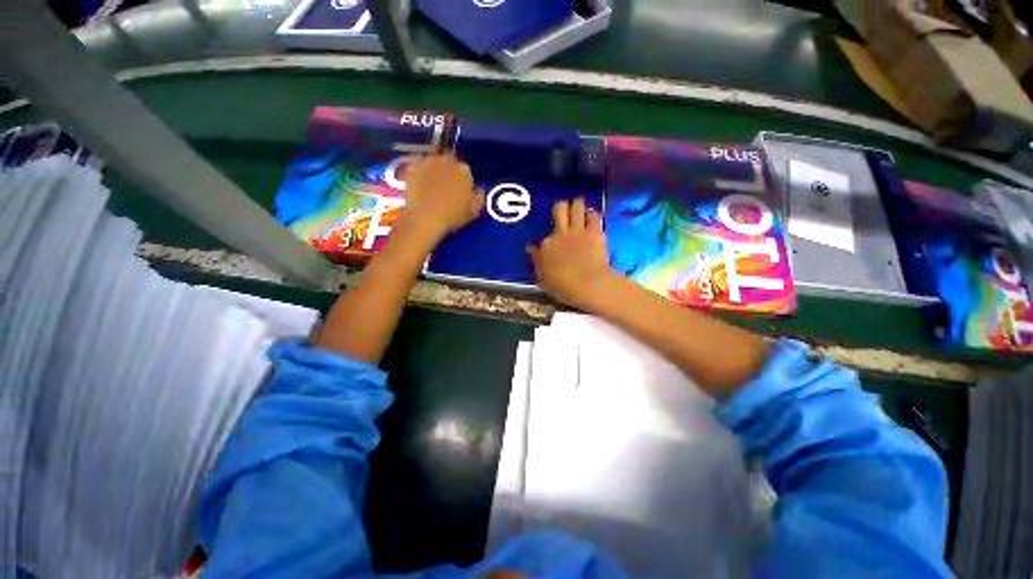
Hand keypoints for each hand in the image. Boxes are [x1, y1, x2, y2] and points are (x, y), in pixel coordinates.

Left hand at [397, 154, 483, 241]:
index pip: (466, 171)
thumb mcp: (473, 211)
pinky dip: (419, 173)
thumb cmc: (452, 216)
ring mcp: (427, 162)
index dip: (463, 181)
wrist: (424, 219)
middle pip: (449, 163)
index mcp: (464, 170)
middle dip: (448, 172)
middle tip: (445, 188)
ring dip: (434, 170)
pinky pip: (417, 166)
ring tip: (431, 186)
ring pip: (433, 162)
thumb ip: (479, 197)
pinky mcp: (411, 167)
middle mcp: (446, 160)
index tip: (460, 191)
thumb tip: (478, 191)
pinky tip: (419, 185)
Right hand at [527, 198, 615, 309]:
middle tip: (565, 210)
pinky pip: (594, 215)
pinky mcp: (595, 232)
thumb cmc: (564, 287)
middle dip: (562, 206)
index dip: (549, 238)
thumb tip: (530, 247)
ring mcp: (578, 230)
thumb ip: (537, 261)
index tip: (551, 240)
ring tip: (579, 207)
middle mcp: (560, 233)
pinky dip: (593, 215)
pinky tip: (592, 217)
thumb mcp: (543, 279)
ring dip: (578, 205)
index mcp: (546, 245)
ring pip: (577, 206)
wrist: (589, 285)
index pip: (544, 236)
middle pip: (560, 209)